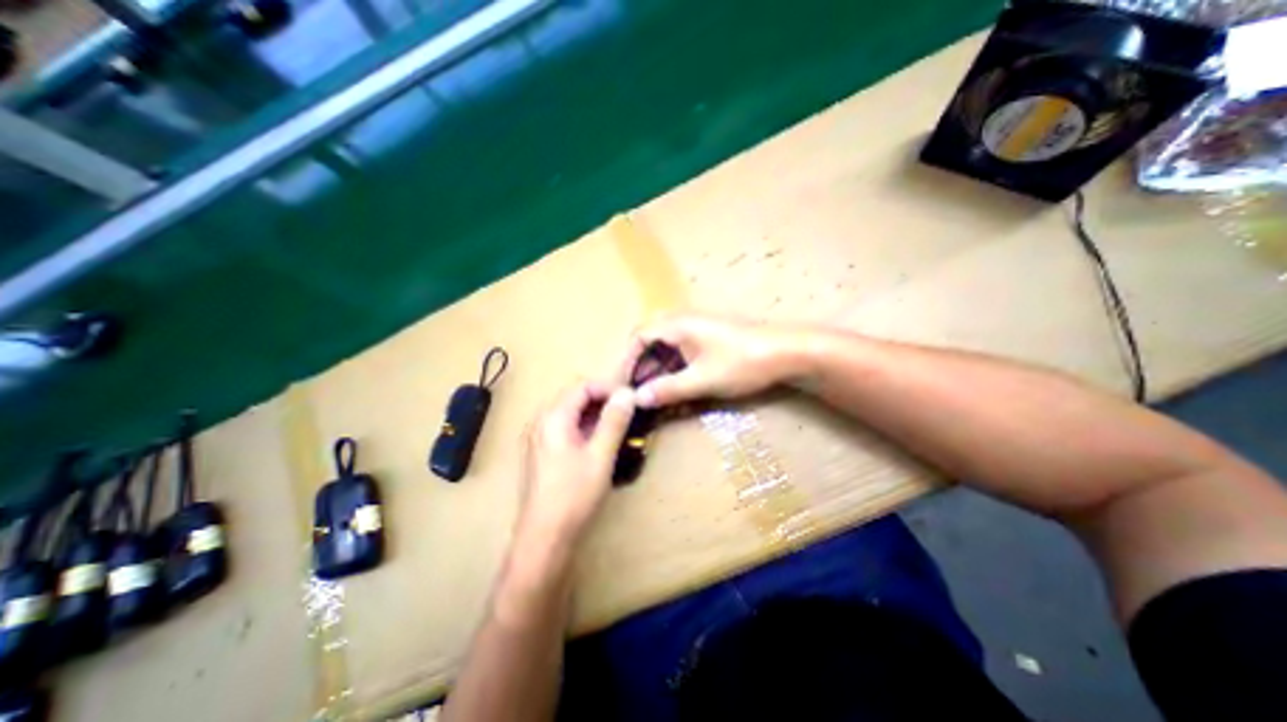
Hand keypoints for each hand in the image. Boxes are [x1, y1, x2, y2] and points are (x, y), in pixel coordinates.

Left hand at [513, 382, 631, 550]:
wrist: (544, 537)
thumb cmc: (574, 495)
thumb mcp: (600, 456)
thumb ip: (614, 421)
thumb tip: (627, 393)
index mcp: (553, 418)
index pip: (582, 386)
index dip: (608, 388)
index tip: (629, 399)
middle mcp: (541, 421)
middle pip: (574, 397)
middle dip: (602, 399)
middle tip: (626, 411)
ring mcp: (538, 437)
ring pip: (570, 412)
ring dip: (594, 413)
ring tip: (617, 425)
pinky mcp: (540, 451)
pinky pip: (564, 427)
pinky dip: (583, 427)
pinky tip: (598, 441)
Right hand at [623, 313, 801, 407]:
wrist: (786, 353)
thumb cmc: (742, 362)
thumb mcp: (702, 379)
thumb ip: (668, 389)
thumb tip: (637, 399)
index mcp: (677, 325)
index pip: (639, 337)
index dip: (626, 361)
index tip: (621, 385)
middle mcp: (683, 323)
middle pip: (650, 342)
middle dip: (639, 367)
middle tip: (634, 392)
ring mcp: (697, 331)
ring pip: (665, 349)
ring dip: (656, 370)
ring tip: (651, 395)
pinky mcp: (708, 341)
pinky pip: (681, 353)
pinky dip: (672, 370)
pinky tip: (673, 388)